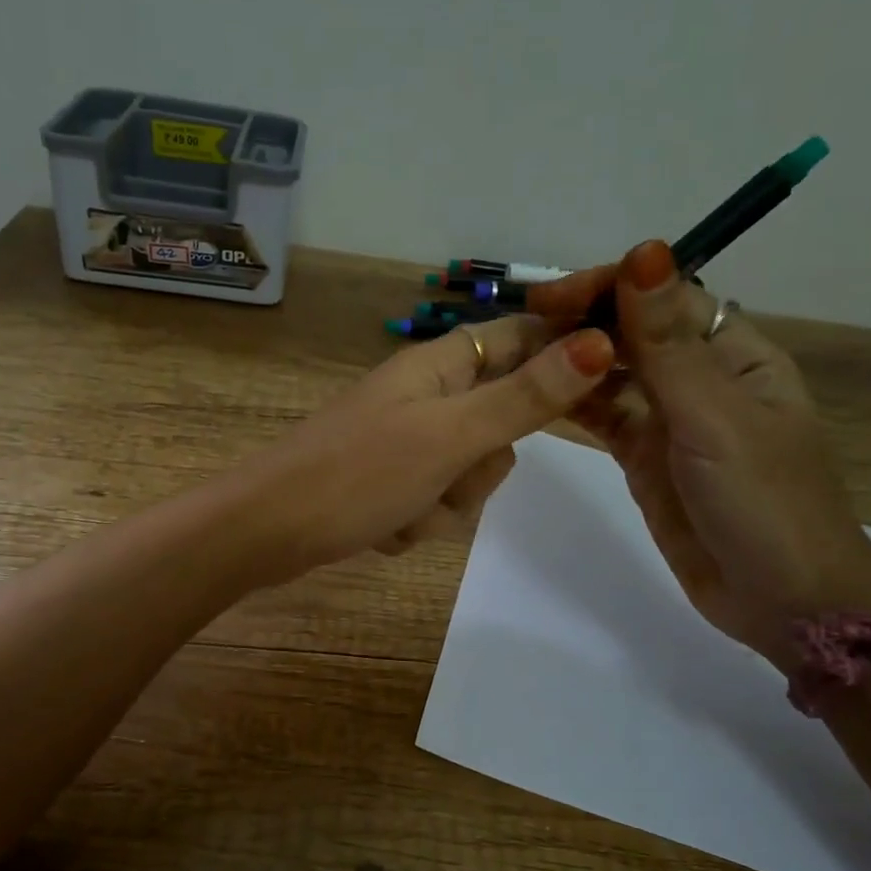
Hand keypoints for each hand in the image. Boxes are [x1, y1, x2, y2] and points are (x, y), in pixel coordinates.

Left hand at [234, 314, 614, 583]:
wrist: (267, 532)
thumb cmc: (357, 475)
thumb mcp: (450, 436)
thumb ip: (524, 398)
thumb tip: (597, 344)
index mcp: (438, 367)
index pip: (519, 338)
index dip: (560, 353)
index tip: (604, 382)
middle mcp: (424, 397)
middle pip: (500, 423)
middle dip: (481, 466)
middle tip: (450, 472)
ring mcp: (404, 444)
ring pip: (467, 475)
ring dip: (445, 505)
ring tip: (404, 510)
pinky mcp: (387, 484)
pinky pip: (433, 505)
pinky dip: (415, 524)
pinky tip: (381, 530)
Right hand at [528, 241, 870, 662]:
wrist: (782, 602)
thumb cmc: (764, 502)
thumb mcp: (715, 417)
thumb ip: (668, 343)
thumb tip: (645, 251)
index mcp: (734, 354)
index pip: (665, 297)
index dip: (609, 286)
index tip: (550, 297)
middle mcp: (701, 378)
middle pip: (634, 331)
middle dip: (582, 321)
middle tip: (520, 328)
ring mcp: (670, 421)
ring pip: (613, 374)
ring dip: (571, 361)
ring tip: (516, 358)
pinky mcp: (644, 459)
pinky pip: (603, 417)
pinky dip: (572, 403)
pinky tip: (535, 394)